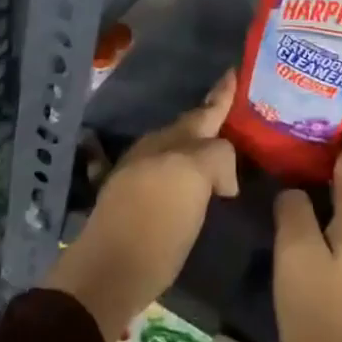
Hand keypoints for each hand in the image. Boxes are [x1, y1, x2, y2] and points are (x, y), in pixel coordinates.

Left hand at [45, 71, 238, 341]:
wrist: (109, 269)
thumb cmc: (158, 225)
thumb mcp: (195, 180)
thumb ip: (216, 159)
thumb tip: (220, 177)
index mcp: (174, 141)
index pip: (206, 111)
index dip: (222, 95)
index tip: (232, 72)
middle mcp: (156, 148)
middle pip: (189, 126)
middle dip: (209, 117)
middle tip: (231, 111)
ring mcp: (139, 170)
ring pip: (175, 145)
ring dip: (195, 143)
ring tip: (216, 147)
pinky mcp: (130, 197)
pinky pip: (164, 169)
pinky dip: (181, 168)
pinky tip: (189, 181)